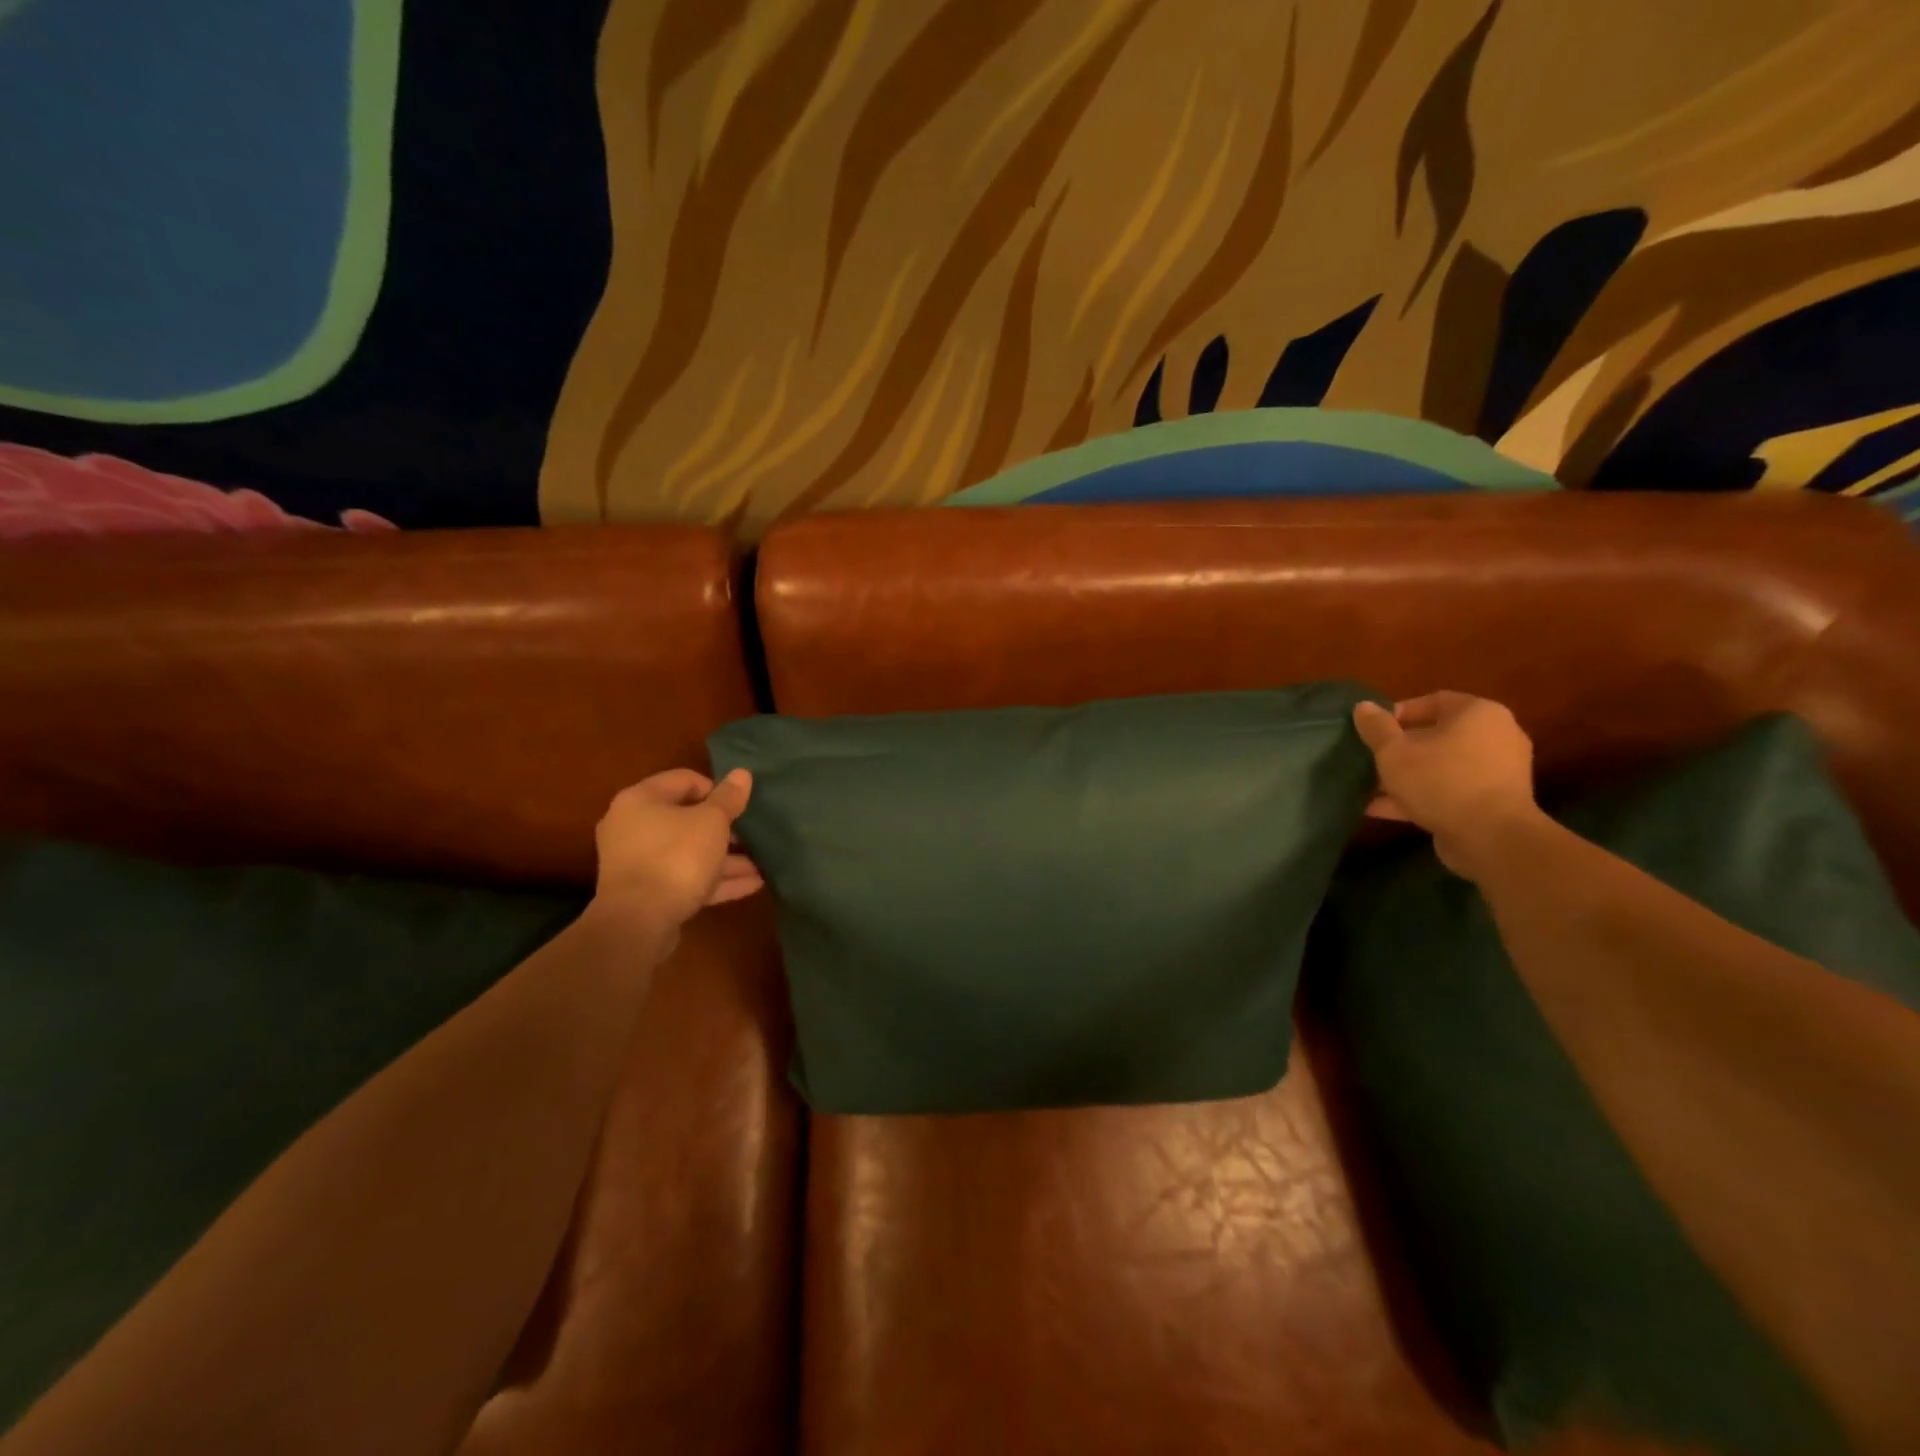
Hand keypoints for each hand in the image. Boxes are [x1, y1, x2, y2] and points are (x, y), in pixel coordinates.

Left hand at [591, 768, 762, 927]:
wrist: (638, 922)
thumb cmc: (676, 857)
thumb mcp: (711, 822)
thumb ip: (728, 798)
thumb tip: (742, 773)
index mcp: (641, 800)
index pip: (685, 780)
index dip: (717, 790)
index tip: (740, 806)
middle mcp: (633, 826)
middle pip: (686, 819)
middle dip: (724, 830)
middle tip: (753, 837)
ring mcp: (638, 862)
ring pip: (689, 852)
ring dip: (725, 858)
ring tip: (761, 865)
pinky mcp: (647, 893)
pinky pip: (685, 878)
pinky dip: (714, 879)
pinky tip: (752, 884)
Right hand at [1352, 693, 1542, 878]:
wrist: (1491, 837)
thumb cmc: (1441, 780)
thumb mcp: (1394, 752)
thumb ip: (1376, 727)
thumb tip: (1362, 706)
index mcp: (1478, 714)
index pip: (1434, 701)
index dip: (1398, 712)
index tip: (1372, 729)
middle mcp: (1495, 737)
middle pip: (1438, 735)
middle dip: (1400, 748)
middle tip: (1371, 758)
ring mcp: (1496, 772)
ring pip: (1441, 766)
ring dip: (1407, 776)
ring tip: (1370, 786)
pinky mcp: (1492, 802)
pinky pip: (1449, 791)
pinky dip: (1419, 796)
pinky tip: (1381, 808)